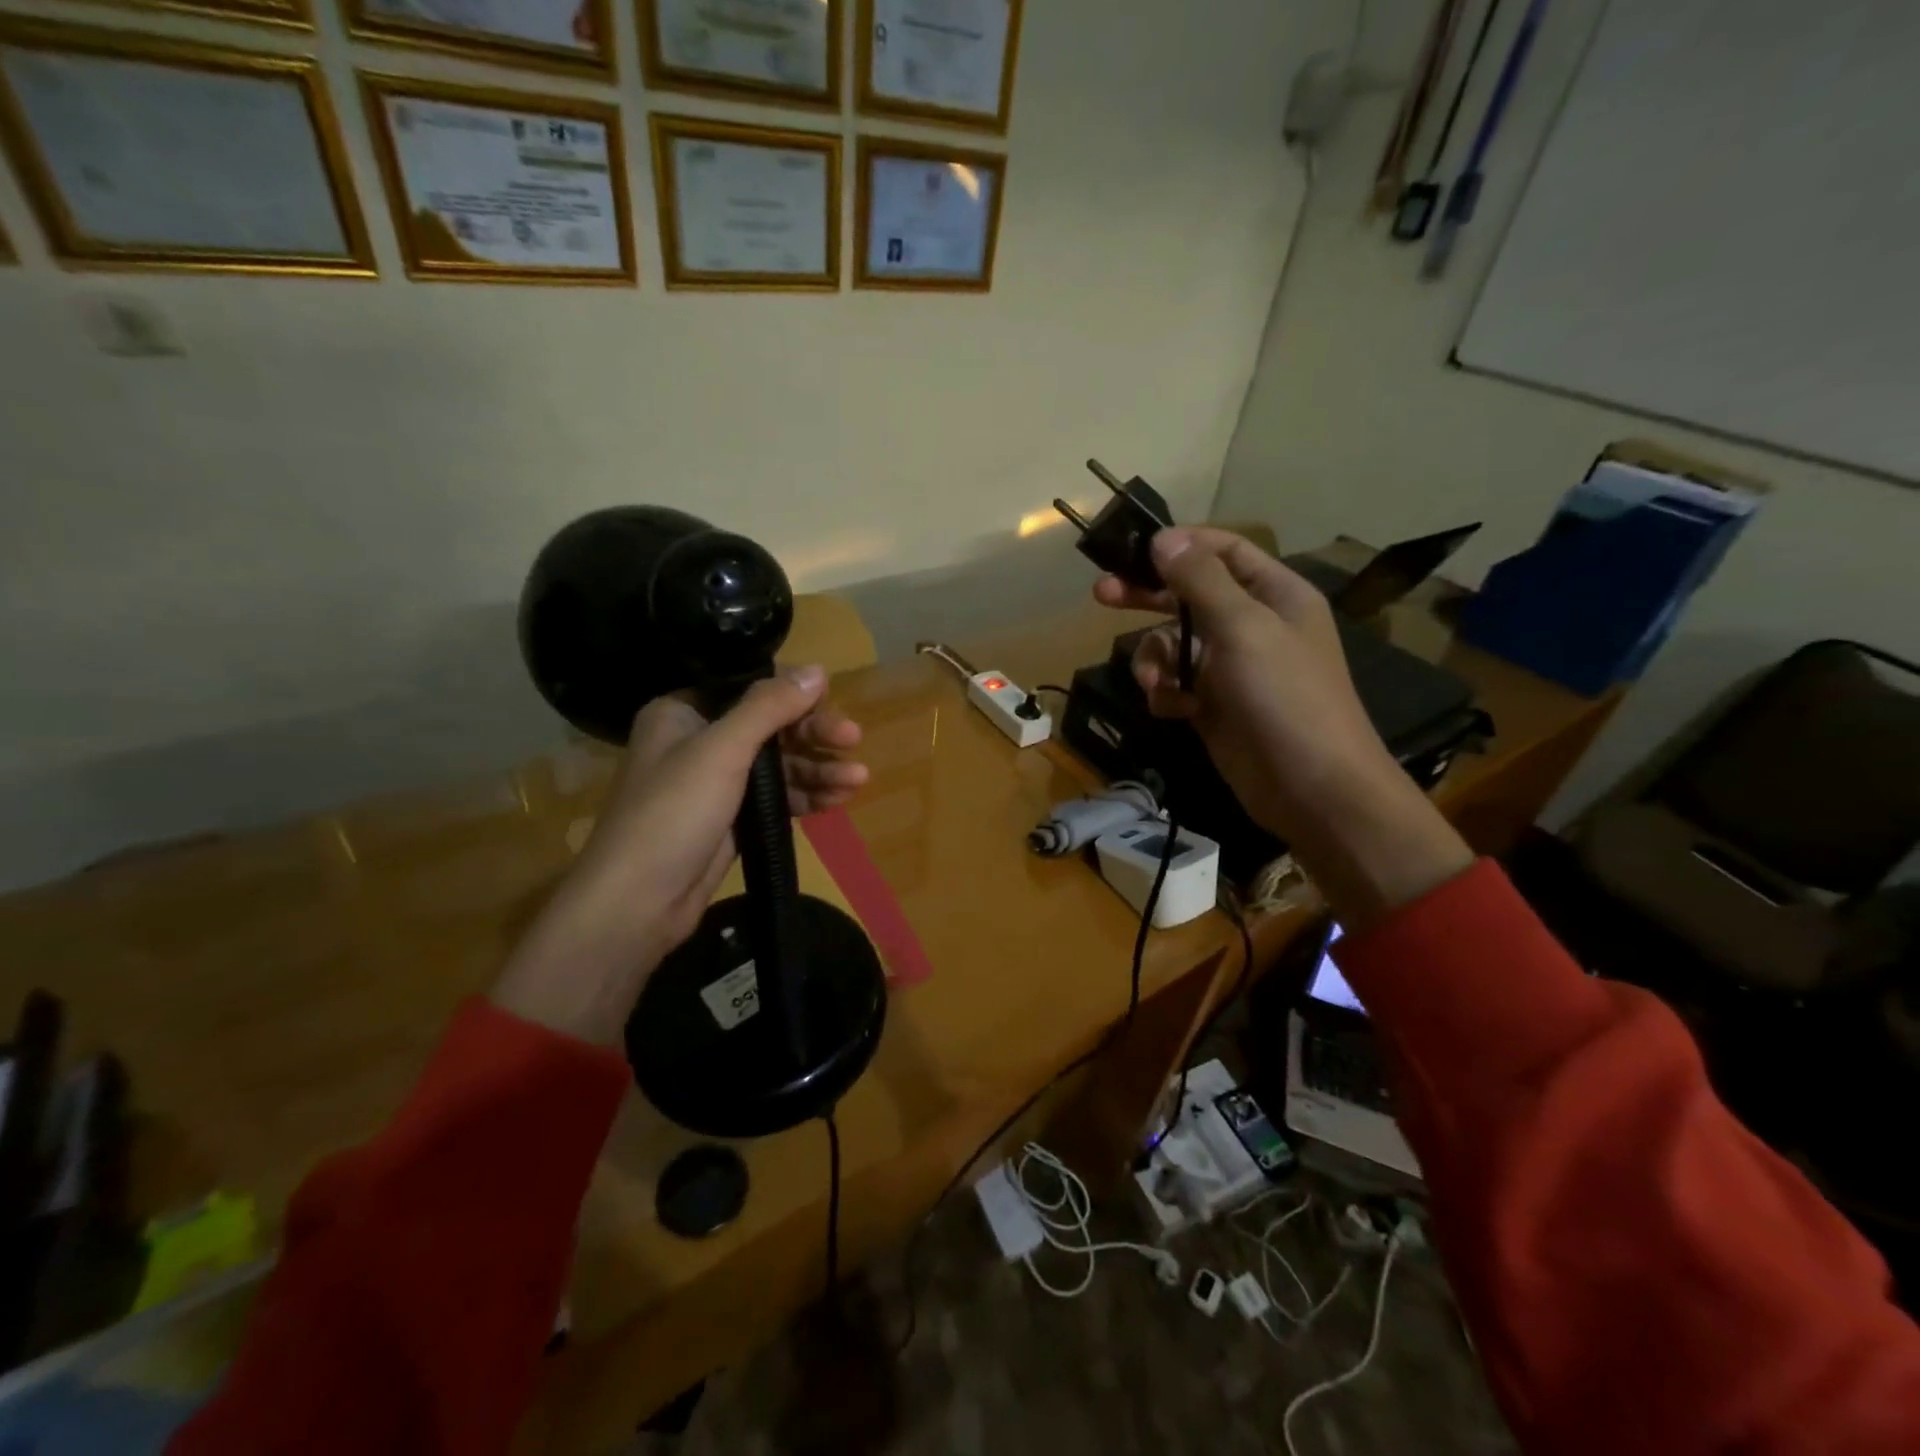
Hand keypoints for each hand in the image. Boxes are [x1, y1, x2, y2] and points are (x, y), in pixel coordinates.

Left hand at [492, 665, 867, 1043]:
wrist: (638, 903)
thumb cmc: (673, 812)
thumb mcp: (722, 750)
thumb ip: (769, 707)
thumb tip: (818, 669)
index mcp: (684, 712)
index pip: (750, 689)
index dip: (794, 695)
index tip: (832, 703)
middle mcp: (699, 741)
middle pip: (771, 727)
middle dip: (814, 736)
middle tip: (854, 742)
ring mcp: (717, 783)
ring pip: (779, 765)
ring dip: (818, 770)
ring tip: (858, 780)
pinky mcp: (732, 819)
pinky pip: (777, 797)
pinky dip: (806, 796)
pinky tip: (838, 799)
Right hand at [1095, 529, 1471, 927]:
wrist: (1311, 787)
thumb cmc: (1285, 696)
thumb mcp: (1243, 628)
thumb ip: (1200, 580)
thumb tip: (1164, 538)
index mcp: (1274, 595)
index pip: (1224, 550)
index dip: (1181, 545)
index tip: (1136, 549)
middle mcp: (1252, 625)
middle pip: (1188, 596)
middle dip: (1147, 597)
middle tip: (1102, 594)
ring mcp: (1231, 668)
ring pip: (1174, 645)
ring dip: (1155, 660)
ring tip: (1156, 684)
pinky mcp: (1213, 706)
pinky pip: (1176, 685)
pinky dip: (1167, 694)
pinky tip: (1175, 710)